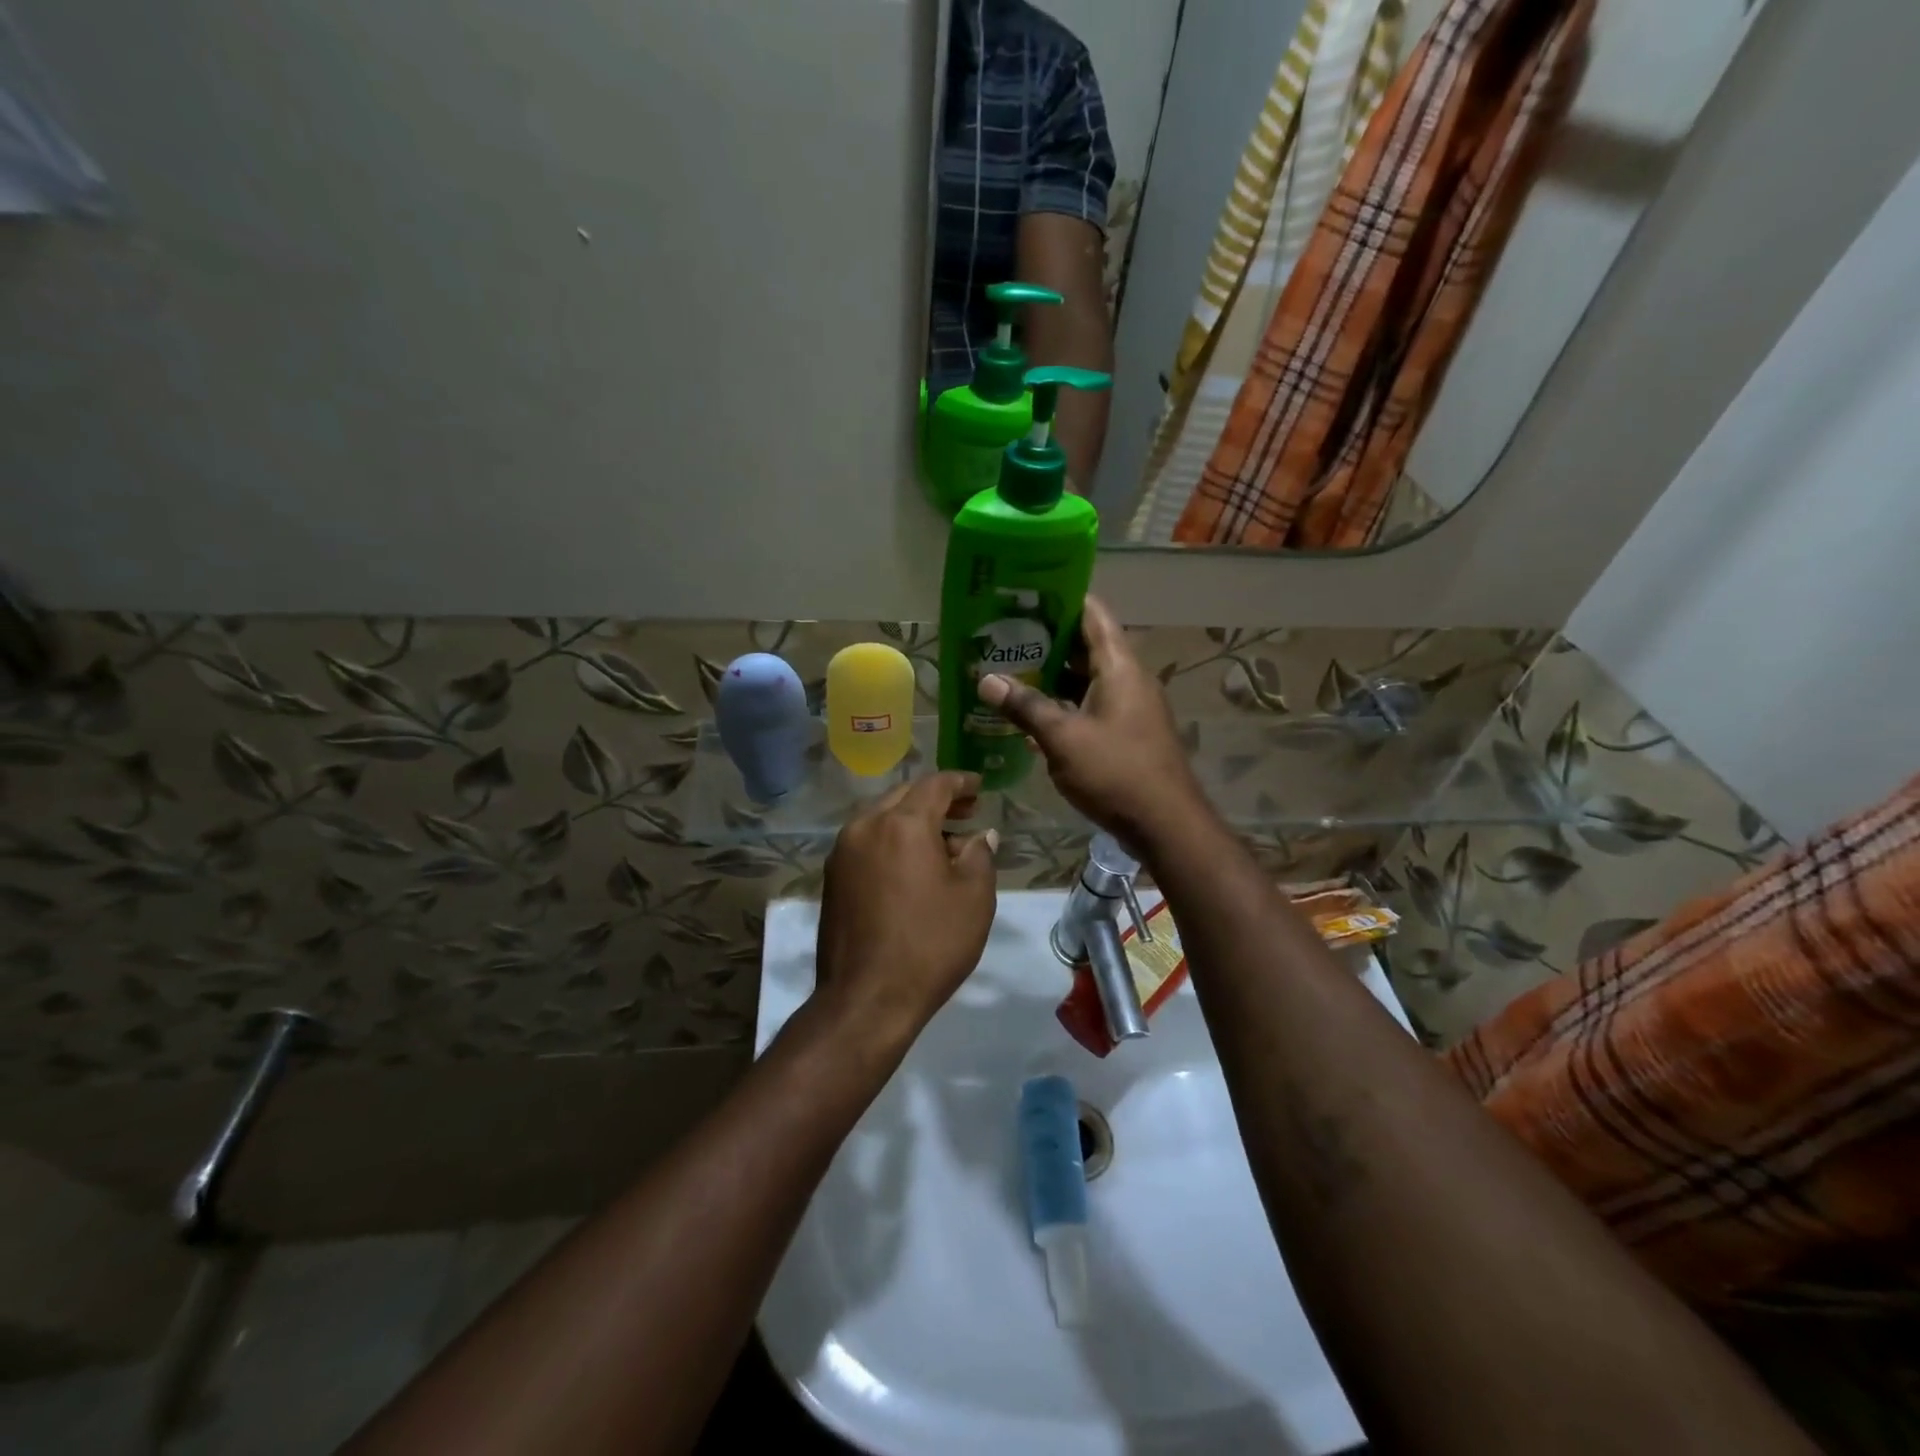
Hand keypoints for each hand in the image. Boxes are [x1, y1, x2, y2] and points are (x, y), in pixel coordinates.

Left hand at [813, 772, 998, 1049]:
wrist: (867, 998)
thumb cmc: (930, 944)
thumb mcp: (974, 898)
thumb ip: (979, 855)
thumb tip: (979, 836)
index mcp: (902, 824)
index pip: (935, 785)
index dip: (961, 782)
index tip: (980, 788)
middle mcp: (865, 826)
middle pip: (904, 796)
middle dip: (936, 799)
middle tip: (966, 812)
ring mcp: (842, 852)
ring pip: (882, 817)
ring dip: (912, 820)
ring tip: (943, 841)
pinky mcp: (832, 877)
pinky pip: (867, 841)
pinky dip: (892, 840)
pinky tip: (912, 864)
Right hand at [978, 595, 1204, 849]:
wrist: (1165, 824)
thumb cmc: (1115, 772)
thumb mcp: (1062, 738)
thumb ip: (1024, 706)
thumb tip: (985, 679)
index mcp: (1119, 666)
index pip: (1092, 614)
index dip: (1061, 597)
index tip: (1025, 592)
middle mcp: (1128, 678)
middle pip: (1086, 645)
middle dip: (1046, 638)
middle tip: (1004, 633)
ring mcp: (1129, 706)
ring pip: (1086, 678)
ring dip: (1052, 674)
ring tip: (1009, 668)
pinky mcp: (1126, 732)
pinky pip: (1090, 704)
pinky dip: (1063, 702)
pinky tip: (1032, 712)